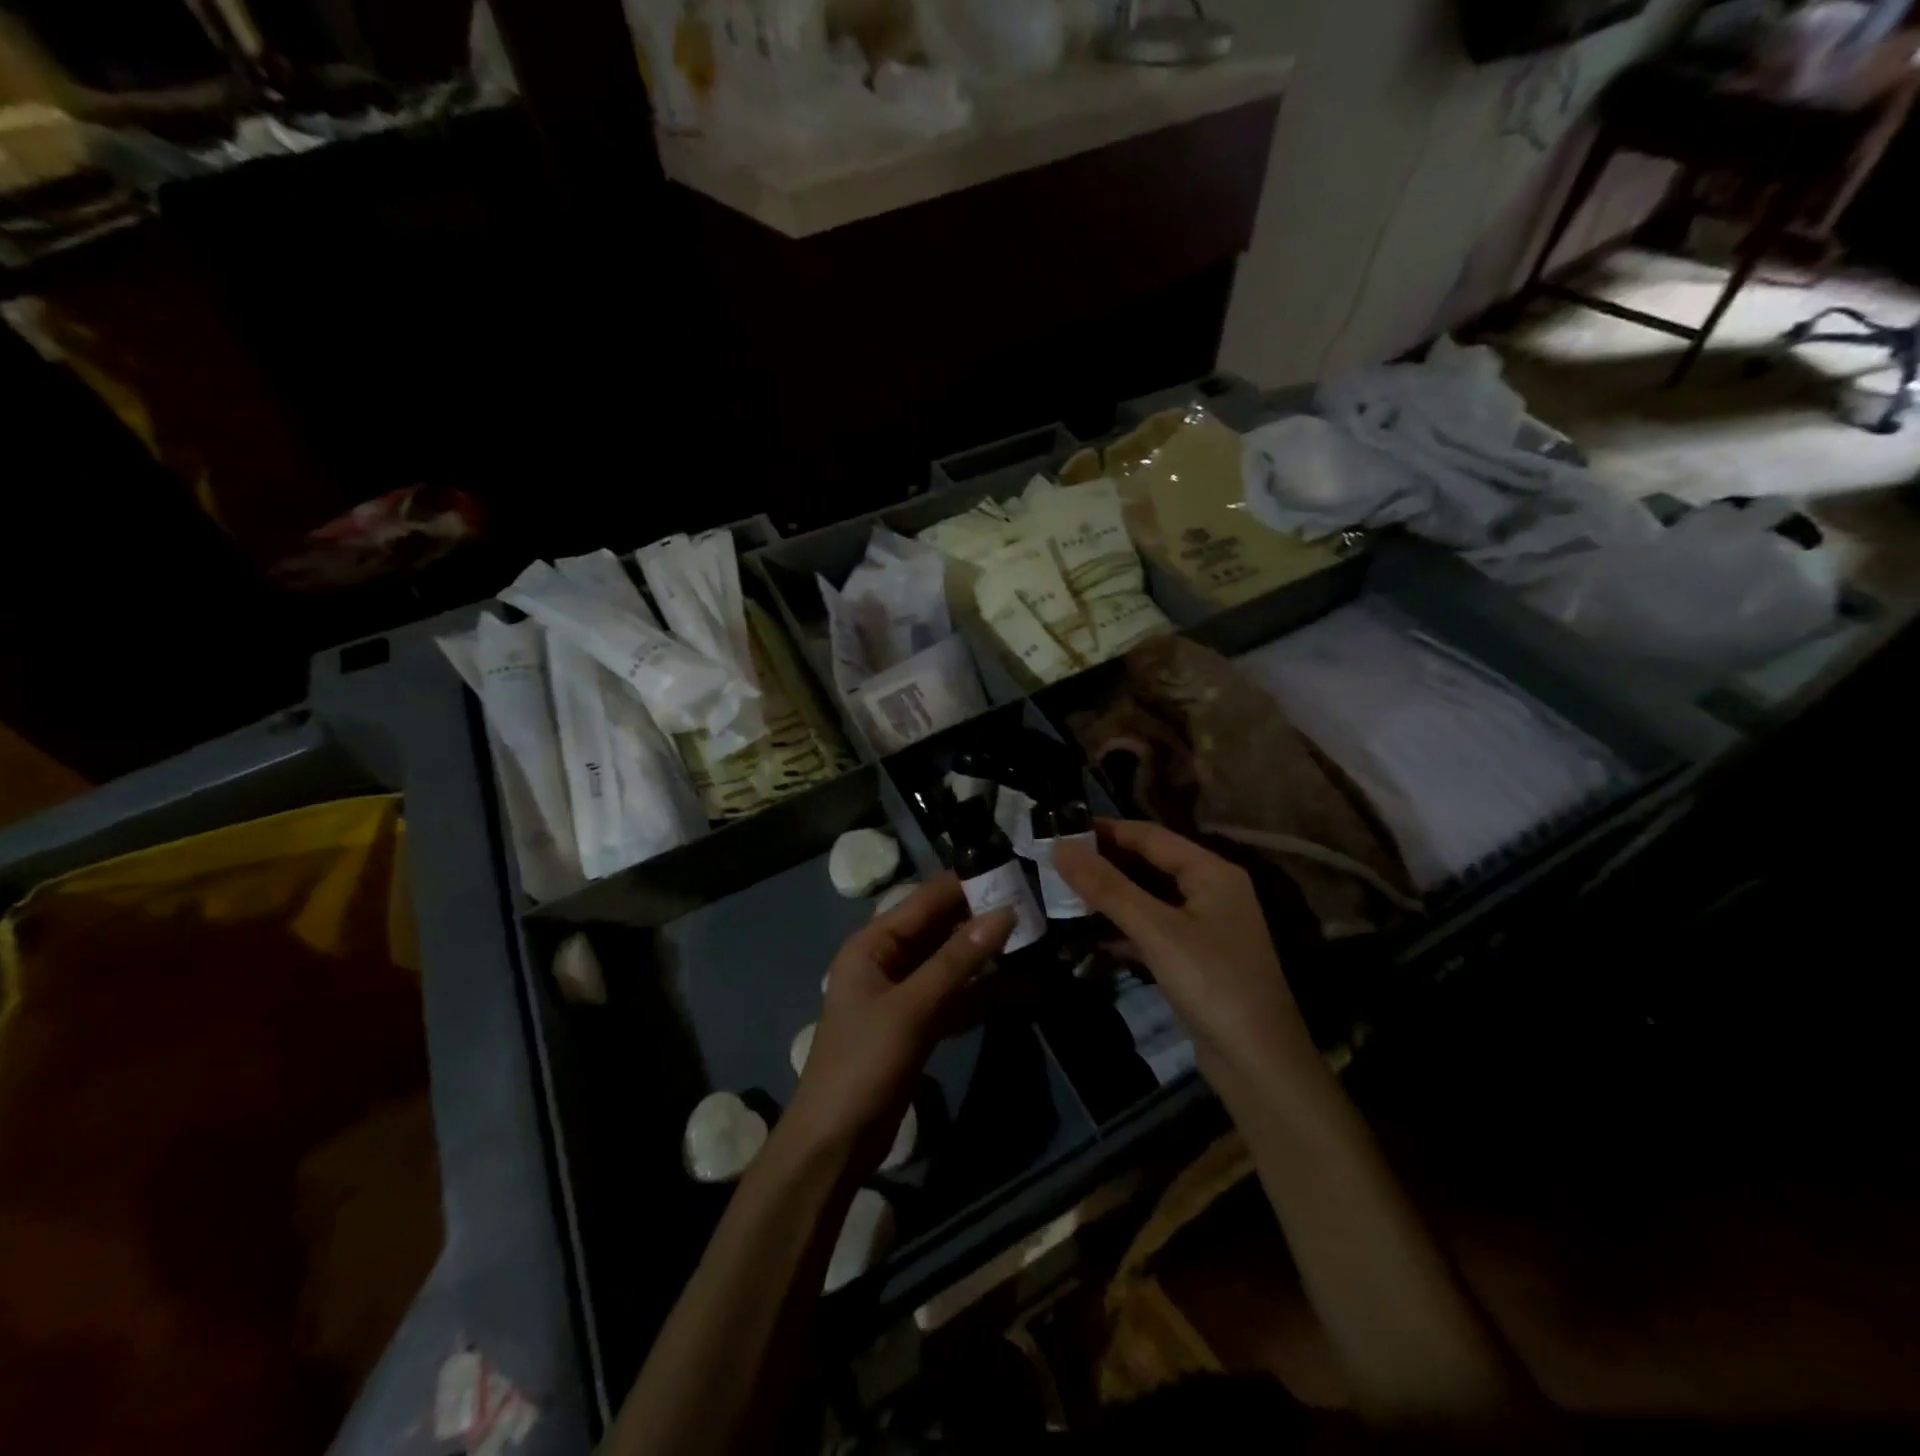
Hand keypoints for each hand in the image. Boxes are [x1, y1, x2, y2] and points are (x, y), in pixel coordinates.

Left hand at [785, 875, 1012, 1164]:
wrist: (835, 1142)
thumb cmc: (864, 1063)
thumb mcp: (913, 1007)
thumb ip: (958, 960)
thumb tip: (1005, 912)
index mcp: (874, 944)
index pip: (926, 900)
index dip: (967, 884)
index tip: (1014, 870)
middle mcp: (888, 960)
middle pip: (941, 929)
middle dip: (983, 918)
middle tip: (1036, 904)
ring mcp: (905, 993)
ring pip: (952, 963)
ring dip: (988, 956)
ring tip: (1038, 939)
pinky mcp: (919, 1024)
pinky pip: (956, 997)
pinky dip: (984, 993)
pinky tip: (1024, 989)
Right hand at [1053, 820, 1313, 1079]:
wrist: (1259, 1064)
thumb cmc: (1212, 984)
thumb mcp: (1156, 931)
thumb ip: (1108, 888)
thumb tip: (1060, 847)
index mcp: (1212, 872)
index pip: (1150, 836)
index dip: (1106, 830)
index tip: (1061, 829)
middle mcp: (1212, 891)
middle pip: (1150, 864)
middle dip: (1106, 863)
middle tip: (1056, 862)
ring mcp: (1205, 926)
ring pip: (1150, 898)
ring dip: (1112, 896)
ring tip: (1065, 893)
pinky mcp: (1196, 958)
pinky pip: (1154, 928)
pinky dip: (1125, 928)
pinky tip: (1092, 936)